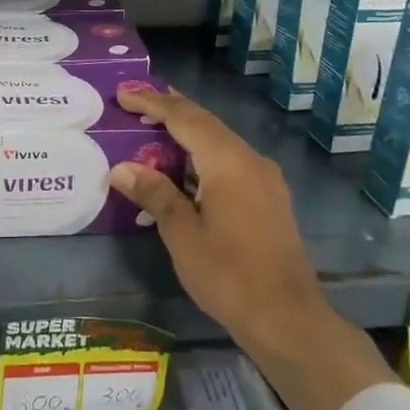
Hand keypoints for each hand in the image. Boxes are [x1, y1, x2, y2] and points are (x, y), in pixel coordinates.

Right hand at [109, 82, 395, 409]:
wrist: (287, 318)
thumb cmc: (229, 275)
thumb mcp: (182, 235)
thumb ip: (154, 194)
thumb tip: (122, 168)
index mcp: (228, 162)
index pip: (184, 118)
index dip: (152, 103)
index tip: (123, 92)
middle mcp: (250, 160)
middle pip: (205, 123)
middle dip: (170, 109)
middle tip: (135, 98)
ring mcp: (264, 178)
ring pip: (219, 141)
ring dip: (186, 132)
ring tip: (153, 127)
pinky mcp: (268, 197)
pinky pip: (229, 161)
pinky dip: (201, 155)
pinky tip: (183, 168)